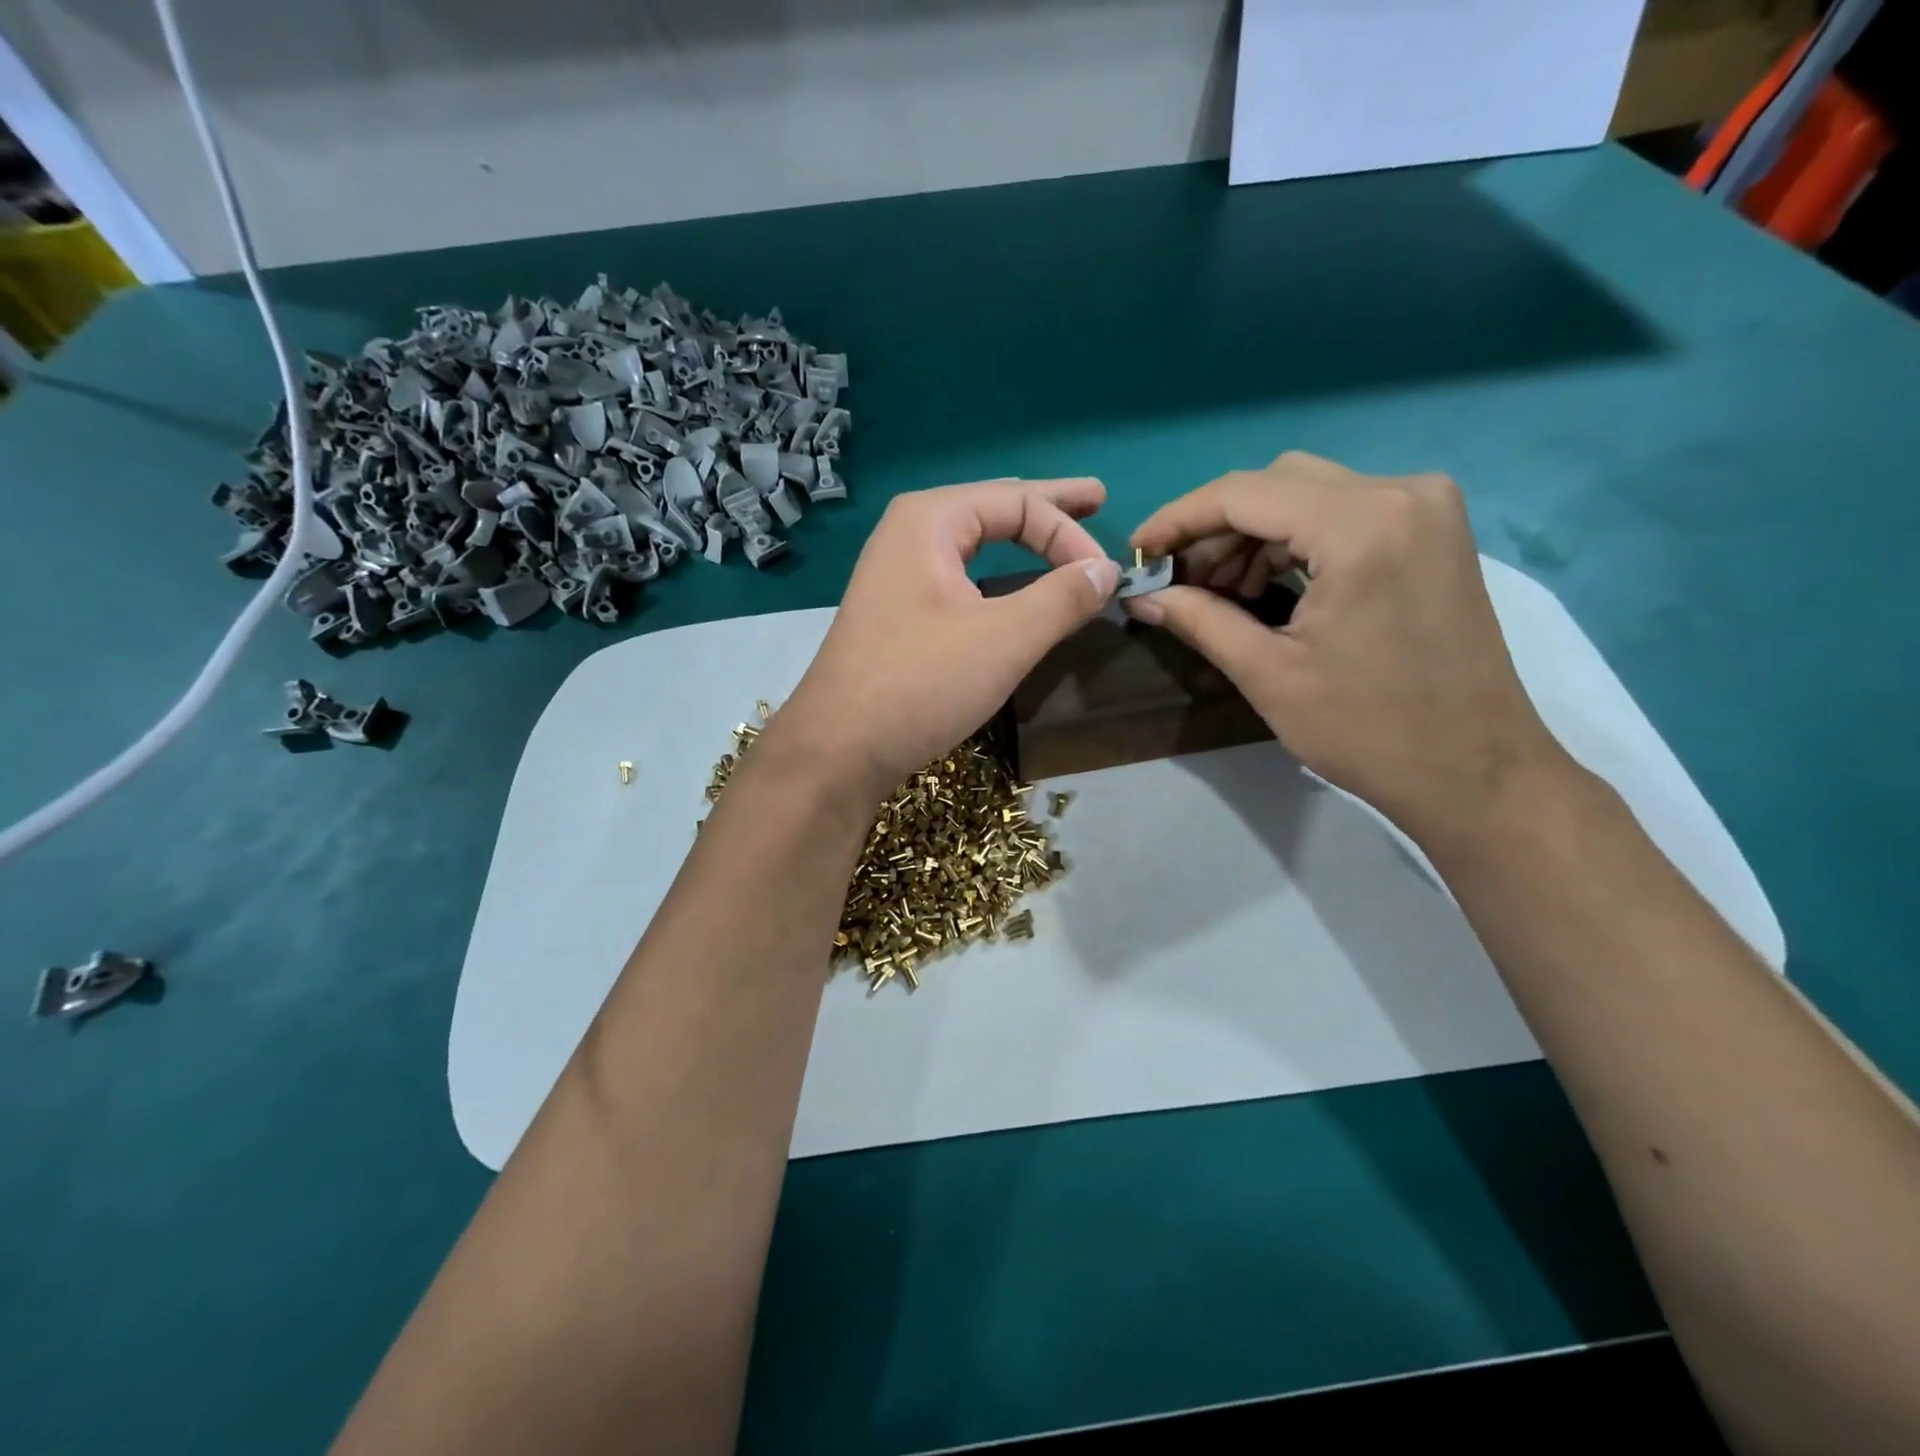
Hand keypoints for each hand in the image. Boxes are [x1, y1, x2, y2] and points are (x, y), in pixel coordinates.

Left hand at [776, 479, 1120, 794]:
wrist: (838, 748)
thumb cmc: (920, 683)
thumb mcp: (1004, 639)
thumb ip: (1062, 598)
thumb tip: (1107, 571)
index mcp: (929, 520)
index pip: (1019, 503)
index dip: (1070, 532)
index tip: (1107, 576)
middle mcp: (907, 534)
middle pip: (992, 508)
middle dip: (1046, 508)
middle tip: (1096, 497)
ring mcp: (896, 574)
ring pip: (973, 541)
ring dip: (1019, 536)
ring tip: (1057, 529)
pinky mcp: (896, 612)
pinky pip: (958, 574)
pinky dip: (995, 570)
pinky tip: (1008, 578)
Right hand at [1128, 452, 1570, 844]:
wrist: (1475, 771)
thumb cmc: (1368, 730)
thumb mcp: (1268, 674)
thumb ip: (1198, 620)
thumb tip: (1140, 596)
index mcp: (1361, 524)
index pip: (1243, 493)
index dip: (1178, 519)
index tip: (1137, 550)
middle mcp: (1401, 492)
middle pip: (1276, 484)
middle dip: (1216, 530)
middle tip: (1177, 582)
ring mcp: (1426, 508)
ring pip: (1308, 494)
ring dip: (1252, 536)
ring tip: (1218, 593)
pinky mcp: (1433, 531)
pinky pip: (1343, 513)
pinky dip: (1294, 541)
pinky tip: (1266, 587)